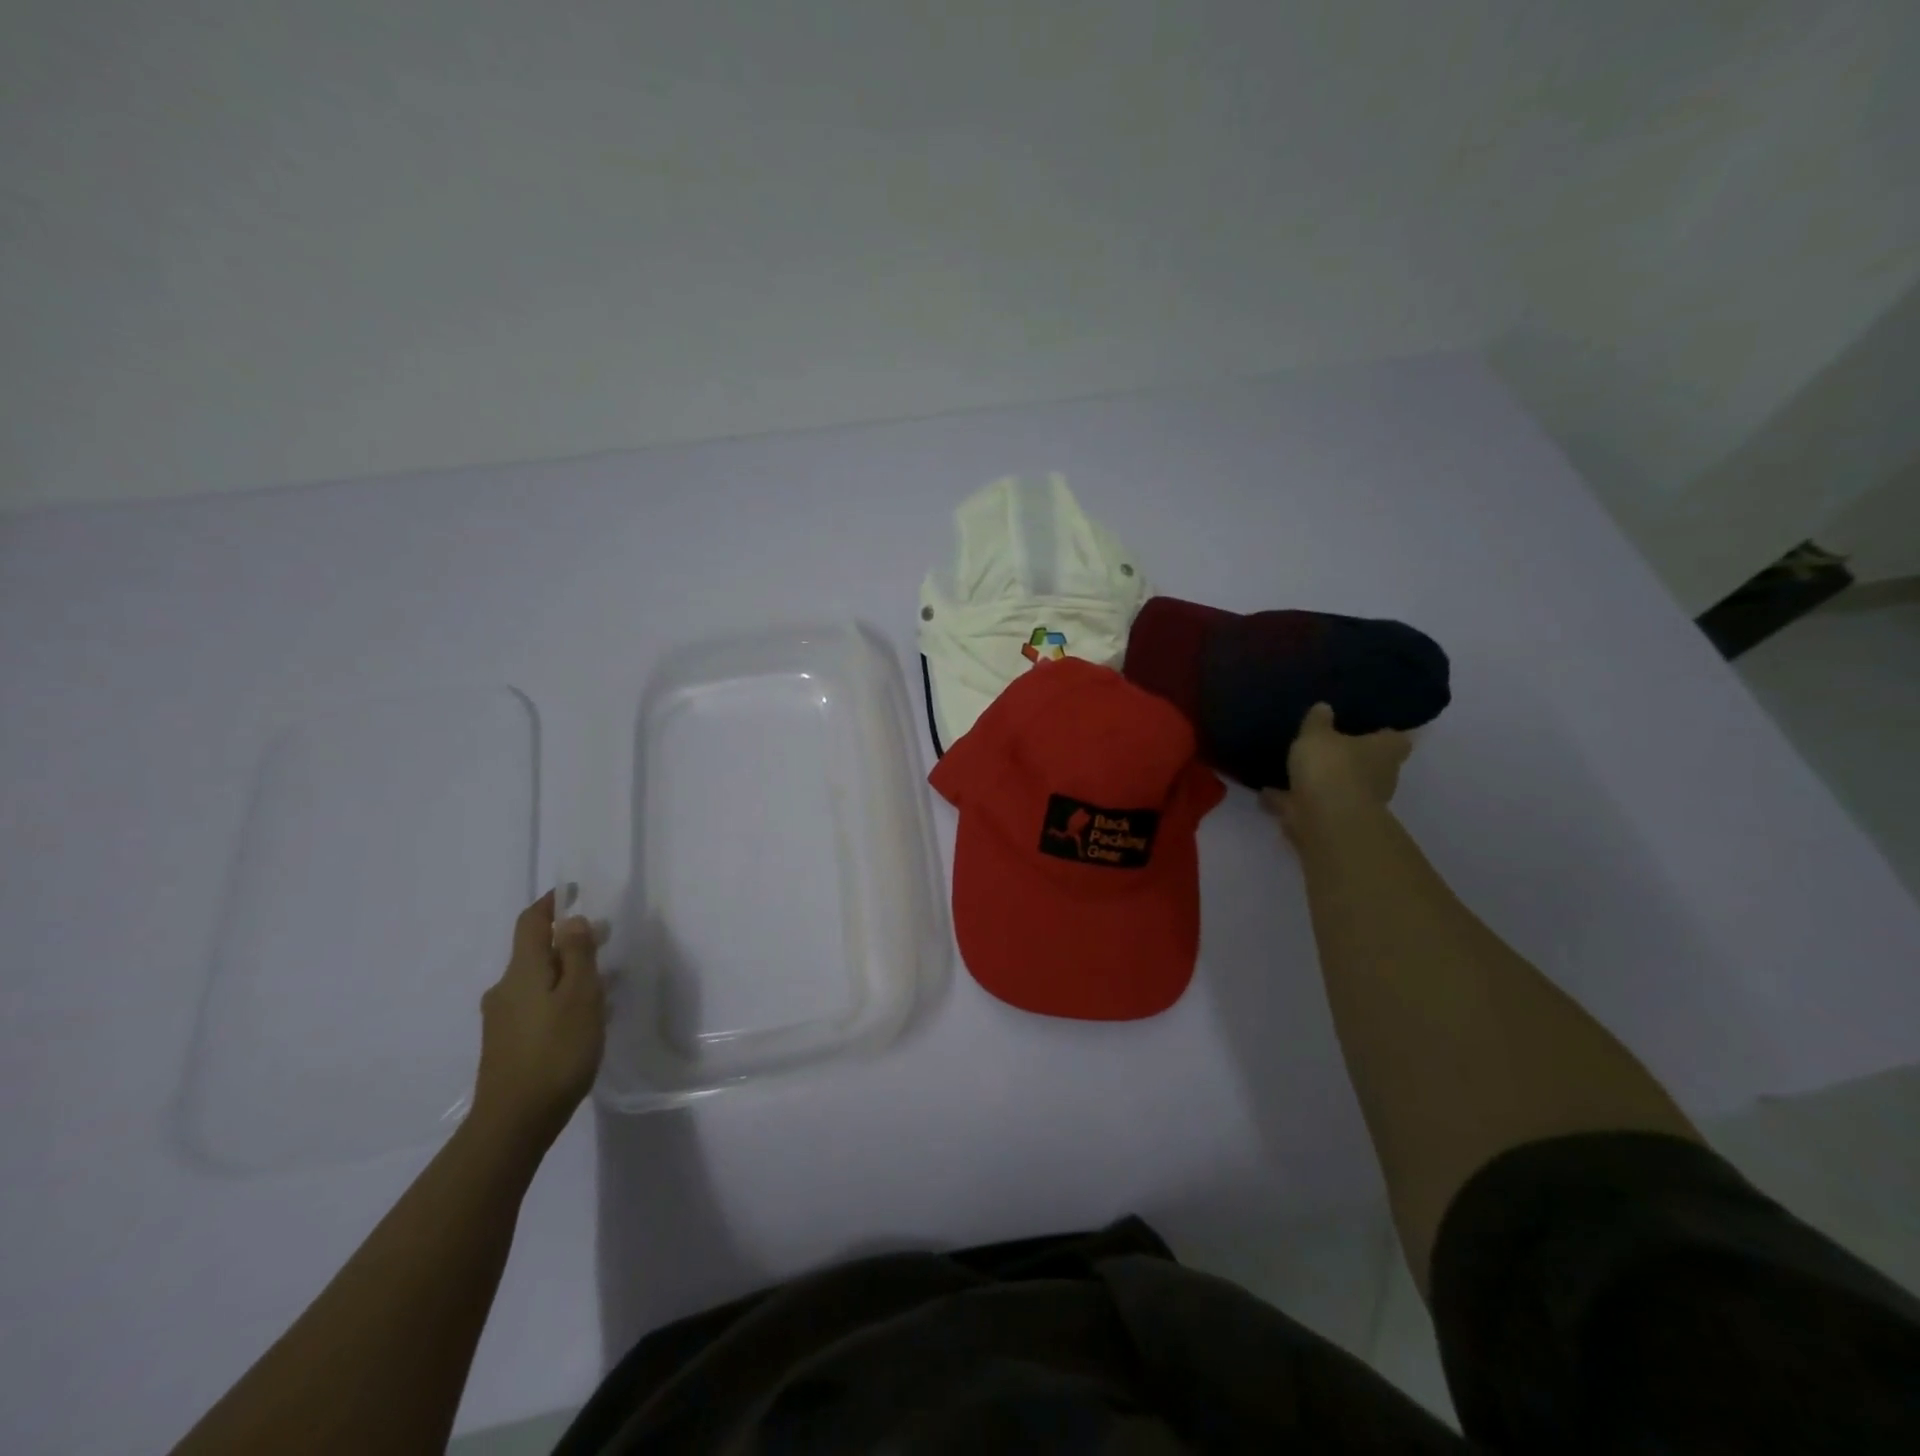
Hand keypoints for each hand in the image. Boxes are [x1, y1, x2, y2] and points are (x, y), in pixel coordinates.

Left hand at [470, 891, 606, 1153]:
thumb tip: (571, 920)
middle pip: (535, 952)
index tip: (574, 892)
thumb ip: (578, 955)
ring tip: (600, 985)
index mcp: (522, 971)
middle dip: (567, 941)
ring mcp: (501, 1019)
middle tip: (604, 942)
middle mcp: (505, 989)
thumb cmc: (555, 1051)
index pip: (531, 923)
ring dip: (565, 973)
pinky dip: (557, 998)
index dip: (551, 904)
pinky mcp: (505, 1044)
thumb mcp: (580, 996)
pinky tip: (580, 1020)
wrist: (513, 1123)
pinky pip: (535, 1005)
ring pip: (537, 981)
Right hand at [1261, 702, 1411, 841]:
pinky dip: (1292, 800)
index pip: (1396, 739)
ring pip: (1339, 786)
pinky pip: (1310, 804)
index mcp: (1384, 751)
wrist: (1325, 819)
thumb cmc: (1331, 766)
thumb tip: (1324, 707)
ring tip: (1294, 770)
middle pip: (1370, 765)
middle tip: (1327, 747)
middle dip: (1351, 759)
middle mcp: (1379, 777)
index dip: (1383, 734)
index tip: (1368, 728)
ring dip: (1321, 782)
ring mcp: (1357, 802)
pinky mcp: (1333, 820)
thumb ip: (1318, 722)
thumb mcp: (1316, 734)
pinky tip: (1269, 791)